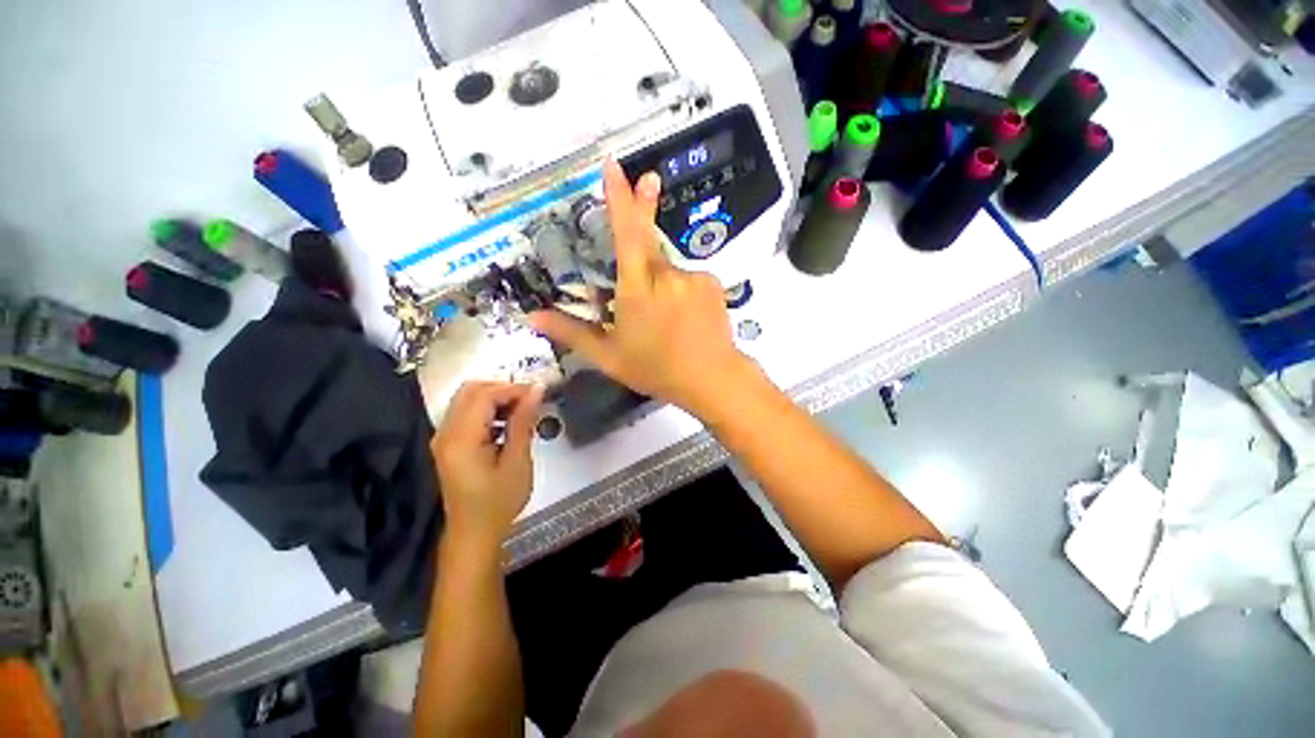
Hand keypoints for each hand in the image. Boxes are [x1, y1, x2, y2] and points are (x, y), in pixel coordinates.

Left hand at [431, 381, 543, 545]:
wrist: (474, 534)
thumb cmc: (499, 502)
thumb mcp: (517, 461)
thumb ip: (523, 421)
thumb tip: (537, 389)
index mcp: (461, 439)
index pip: (484, 395)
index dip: (513, 389)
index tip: (539, 393)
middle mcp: (445, 433)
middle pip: (471, 390)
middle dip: (503, 388)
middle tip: (531, 399)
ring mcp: (443, 437)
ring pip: (468, 399)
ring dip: (497, 398)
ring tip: (524, 410)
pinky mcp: (448, 443)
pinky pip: (467, 413)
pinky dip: (489, 410)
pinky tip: (509, 423)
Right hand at [529, 161, 752, 412]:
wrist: (712, 379)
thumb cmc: (657, 369)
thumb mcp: (609, 356)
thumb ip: (572, 333)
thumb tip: (533, 317)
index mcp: (638, 289)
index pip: (627, 235)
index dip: (620, 199)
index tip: (614, 167)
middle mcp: (666, 275)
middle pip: (648, 240)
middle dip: (643, 209)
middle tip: (648, 181)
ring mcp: (694, 277)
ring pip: (667, 270)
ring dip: (659, 283)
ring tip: (665, 319)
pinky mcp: (713, 284)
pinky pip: (688, 279)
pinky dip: (680, 291)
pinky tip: (684, 317)